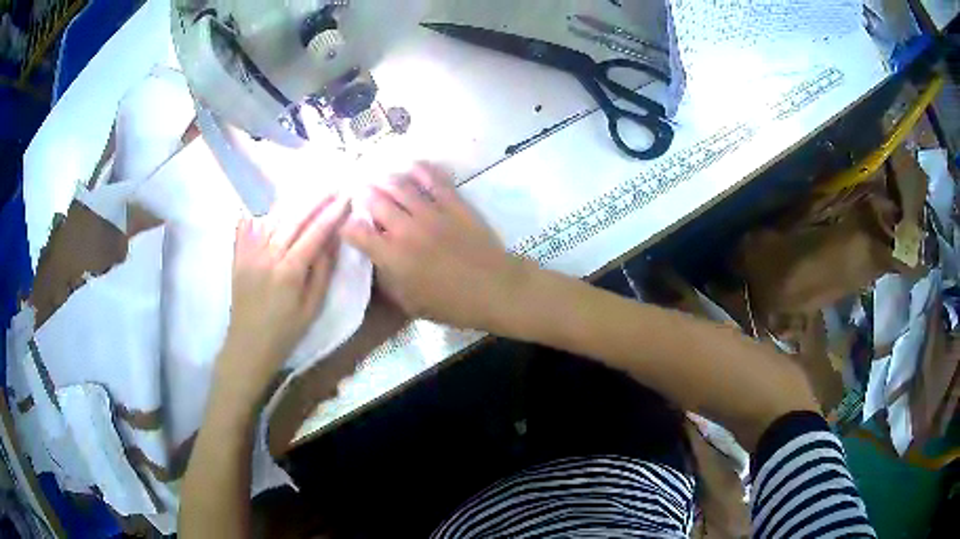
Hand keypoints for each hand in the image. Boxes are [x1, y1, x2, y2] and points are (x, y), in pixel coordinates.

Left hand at [216, 196, 349, 407]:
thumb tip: (332, 240)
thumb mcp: (312, 307)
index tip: (347, 197)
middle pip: (294, 218)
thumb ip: (322, 271)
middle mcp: (268, 255)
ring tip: (310, 189)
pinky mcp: (238, 256)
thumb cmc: (285, 332)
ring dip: (293, 201)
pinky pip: (247, 226)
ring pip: (273, 218)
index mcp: (289, 270)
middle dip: (316, 199)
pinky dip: (258, 213)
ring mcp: (249, 253)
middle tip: (333, 184)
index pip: (315, 233)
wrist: (248, 346)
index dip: (332, 213)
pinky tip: (267, 205)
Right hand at [341, 162, 530, 328]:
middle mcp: (406, 229)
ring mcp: (431, 213)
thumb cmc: (451, 304)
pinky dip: (420, 169)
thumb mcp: (409, 303)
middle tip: (360, 192)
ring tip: (380, 177)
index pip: (357, 232)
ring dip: (385, 179)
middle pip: (375, 201)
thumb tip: (373, 261)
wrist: (495, 289)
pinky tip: (412, 165)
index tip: (346, 224)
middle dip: (363, 195)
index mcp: (392, 257)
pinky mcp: (454, 203)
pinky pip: (434, 179)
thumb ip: (387, 280)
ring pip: (401, 186)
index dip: (346, 225)